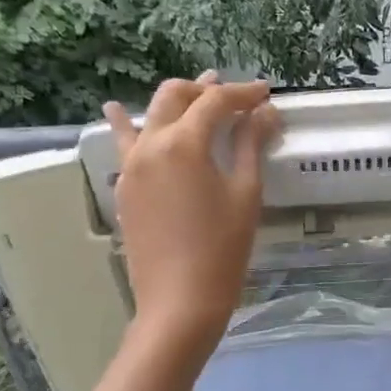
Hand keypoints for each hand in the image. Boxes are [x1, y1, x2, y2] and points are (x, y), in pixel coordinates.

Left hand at [102, 73, 279, 353]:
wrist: (179, 301)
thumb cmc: (222, 249)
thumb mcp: (245, 194)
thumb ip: (251, 146)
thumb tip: (264, 113)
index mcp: (184, 143)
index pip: (215, 102)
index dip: (243, 93)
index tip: (266, 93)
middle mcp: (150, 145)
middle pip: (175, 97)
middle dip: (206, 90)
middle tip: (234, 97)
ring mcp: (131, 166)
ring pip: (148, 116)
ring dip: (174, 102)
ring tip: (192, 94)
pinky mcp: (124, 188)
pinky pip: (127, 145)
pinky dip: (132, 126)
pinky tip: (123, 115)